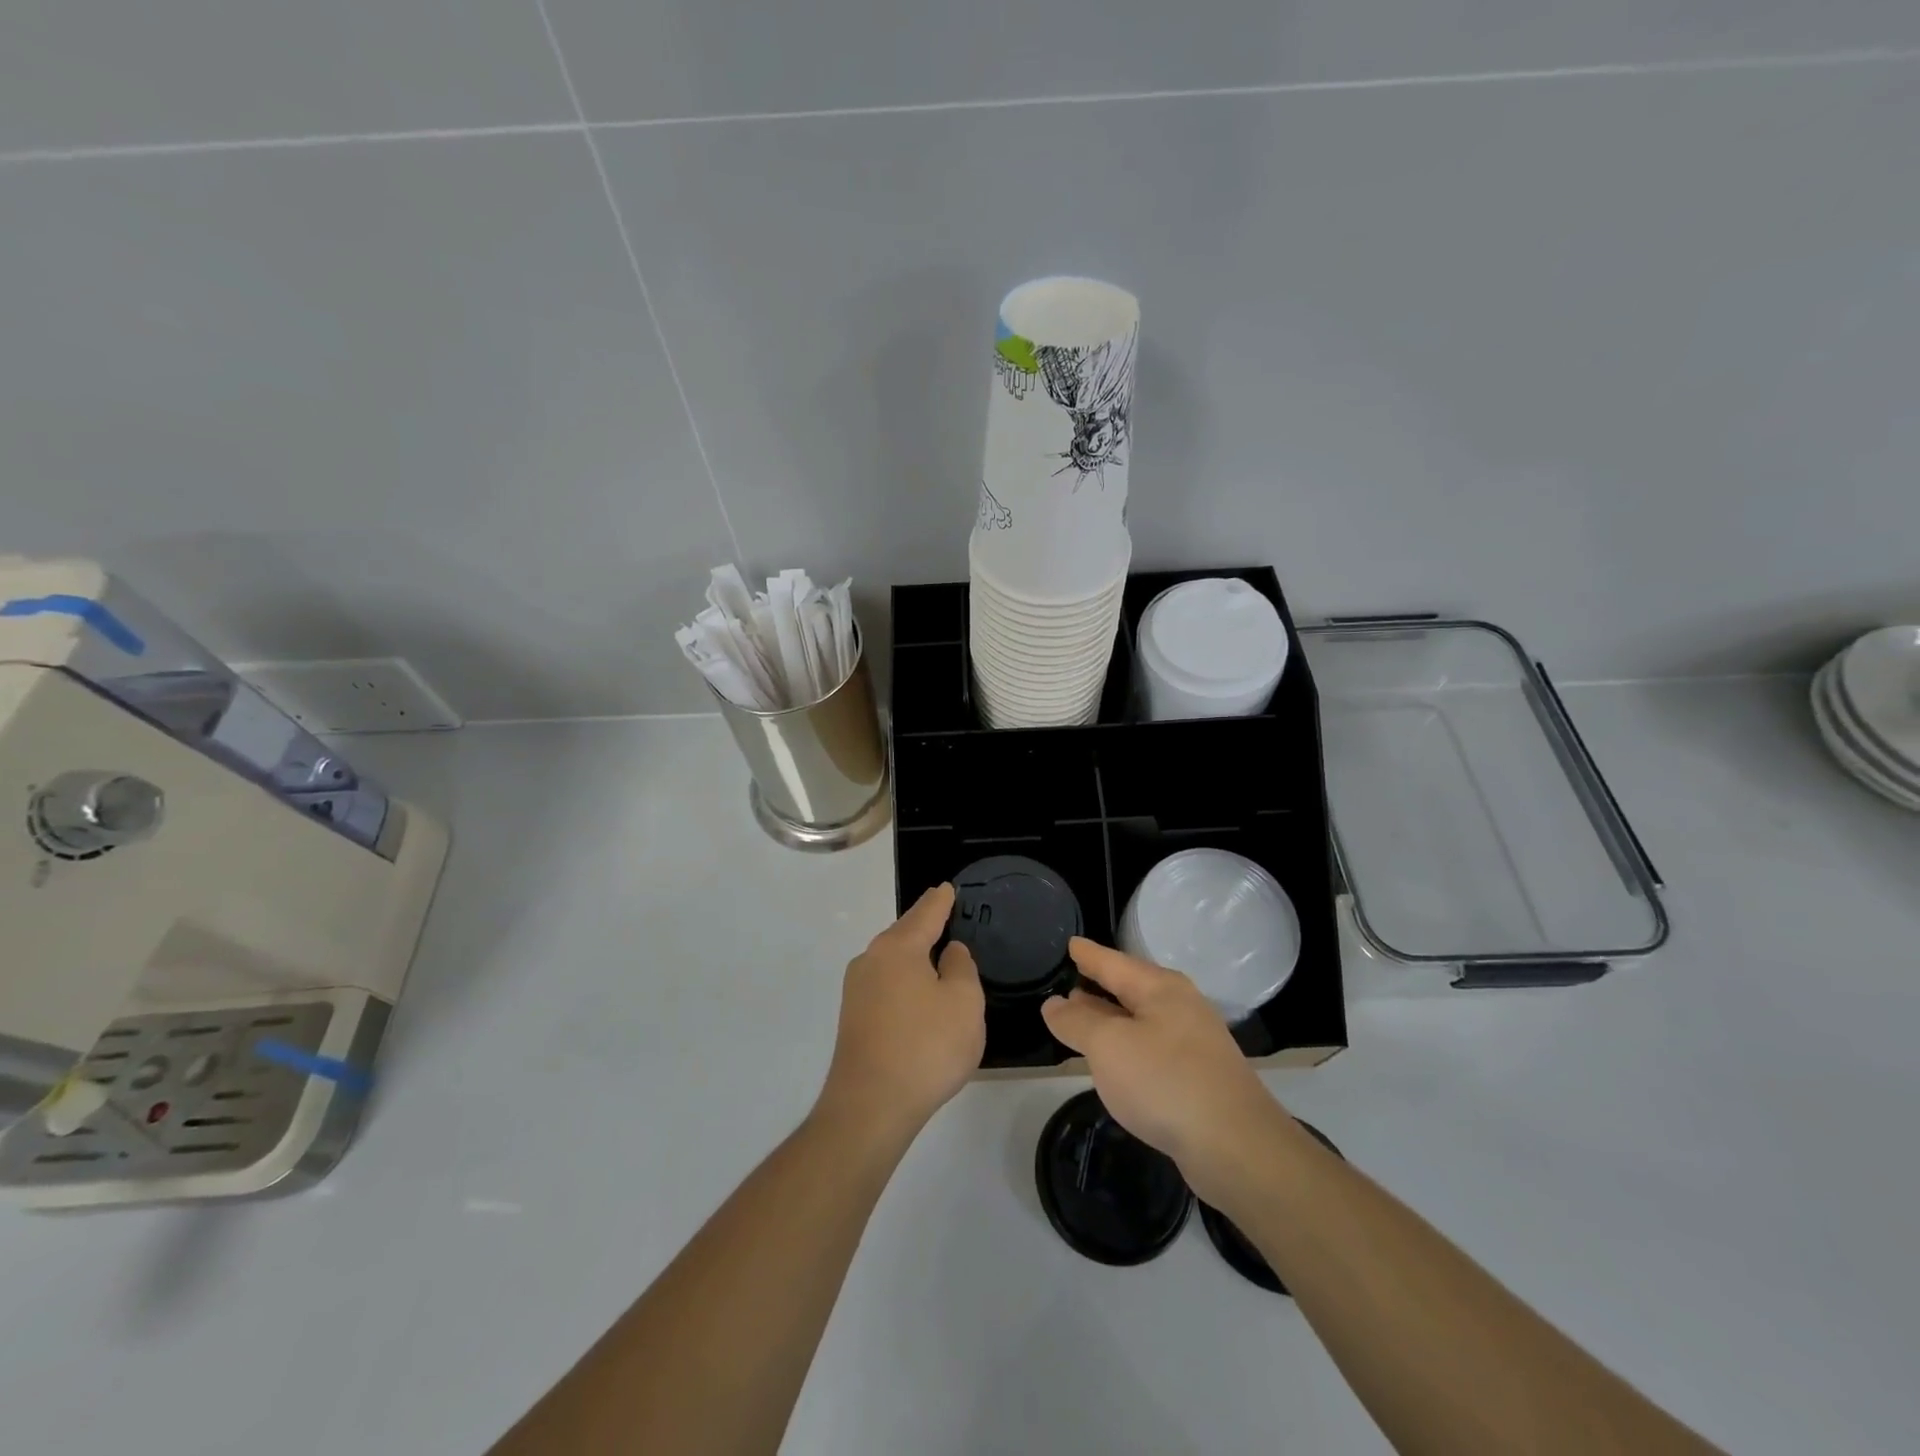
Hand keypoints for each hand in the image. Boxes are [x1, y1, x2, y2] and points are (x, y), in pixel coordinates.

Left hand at [817, 884, 984, 1142]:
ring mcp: (857, 990)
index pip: (925, 913)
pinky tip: (918, 994)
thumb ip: (961, 968)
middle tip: (945, 917)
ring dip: (913, 956)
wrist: (870, 1106)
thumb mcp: (964, 1003)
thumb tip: (949, 953)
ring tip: (936, 955)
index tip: (948, 888)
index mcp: (898, 948)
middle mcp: (871, 960)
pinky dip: (904, 981)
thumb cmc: (925, 1047)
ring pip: (892, 960)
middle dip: (924, 925)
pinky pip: (885, 984)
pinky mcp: (854, 1018)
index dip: (941, 901)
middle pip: (903, 934)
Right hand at [1042, 938, 1286, 1197]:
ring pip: (1140, 1020)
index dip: (1087, 954)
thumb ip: (1077, 1022)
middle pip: (1130, 988)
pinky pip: (1151, 1048)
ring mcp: (1193, 1042)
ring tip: (1081, 1019)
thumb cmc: (1165, 1081)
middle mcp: (1179, 1007)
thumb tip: (1054, 1004)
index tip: (1069, 943)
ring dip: (1111, 1018)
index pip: (1113, 962)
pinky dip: (1126, 1046)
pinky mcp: (1198, 1076)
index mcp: (1160, 988)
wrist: (1236, 1147)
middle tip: (1068, 983)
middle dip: (1099, 985)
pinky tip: (1115, 1062)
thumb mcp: (1108, 1046)